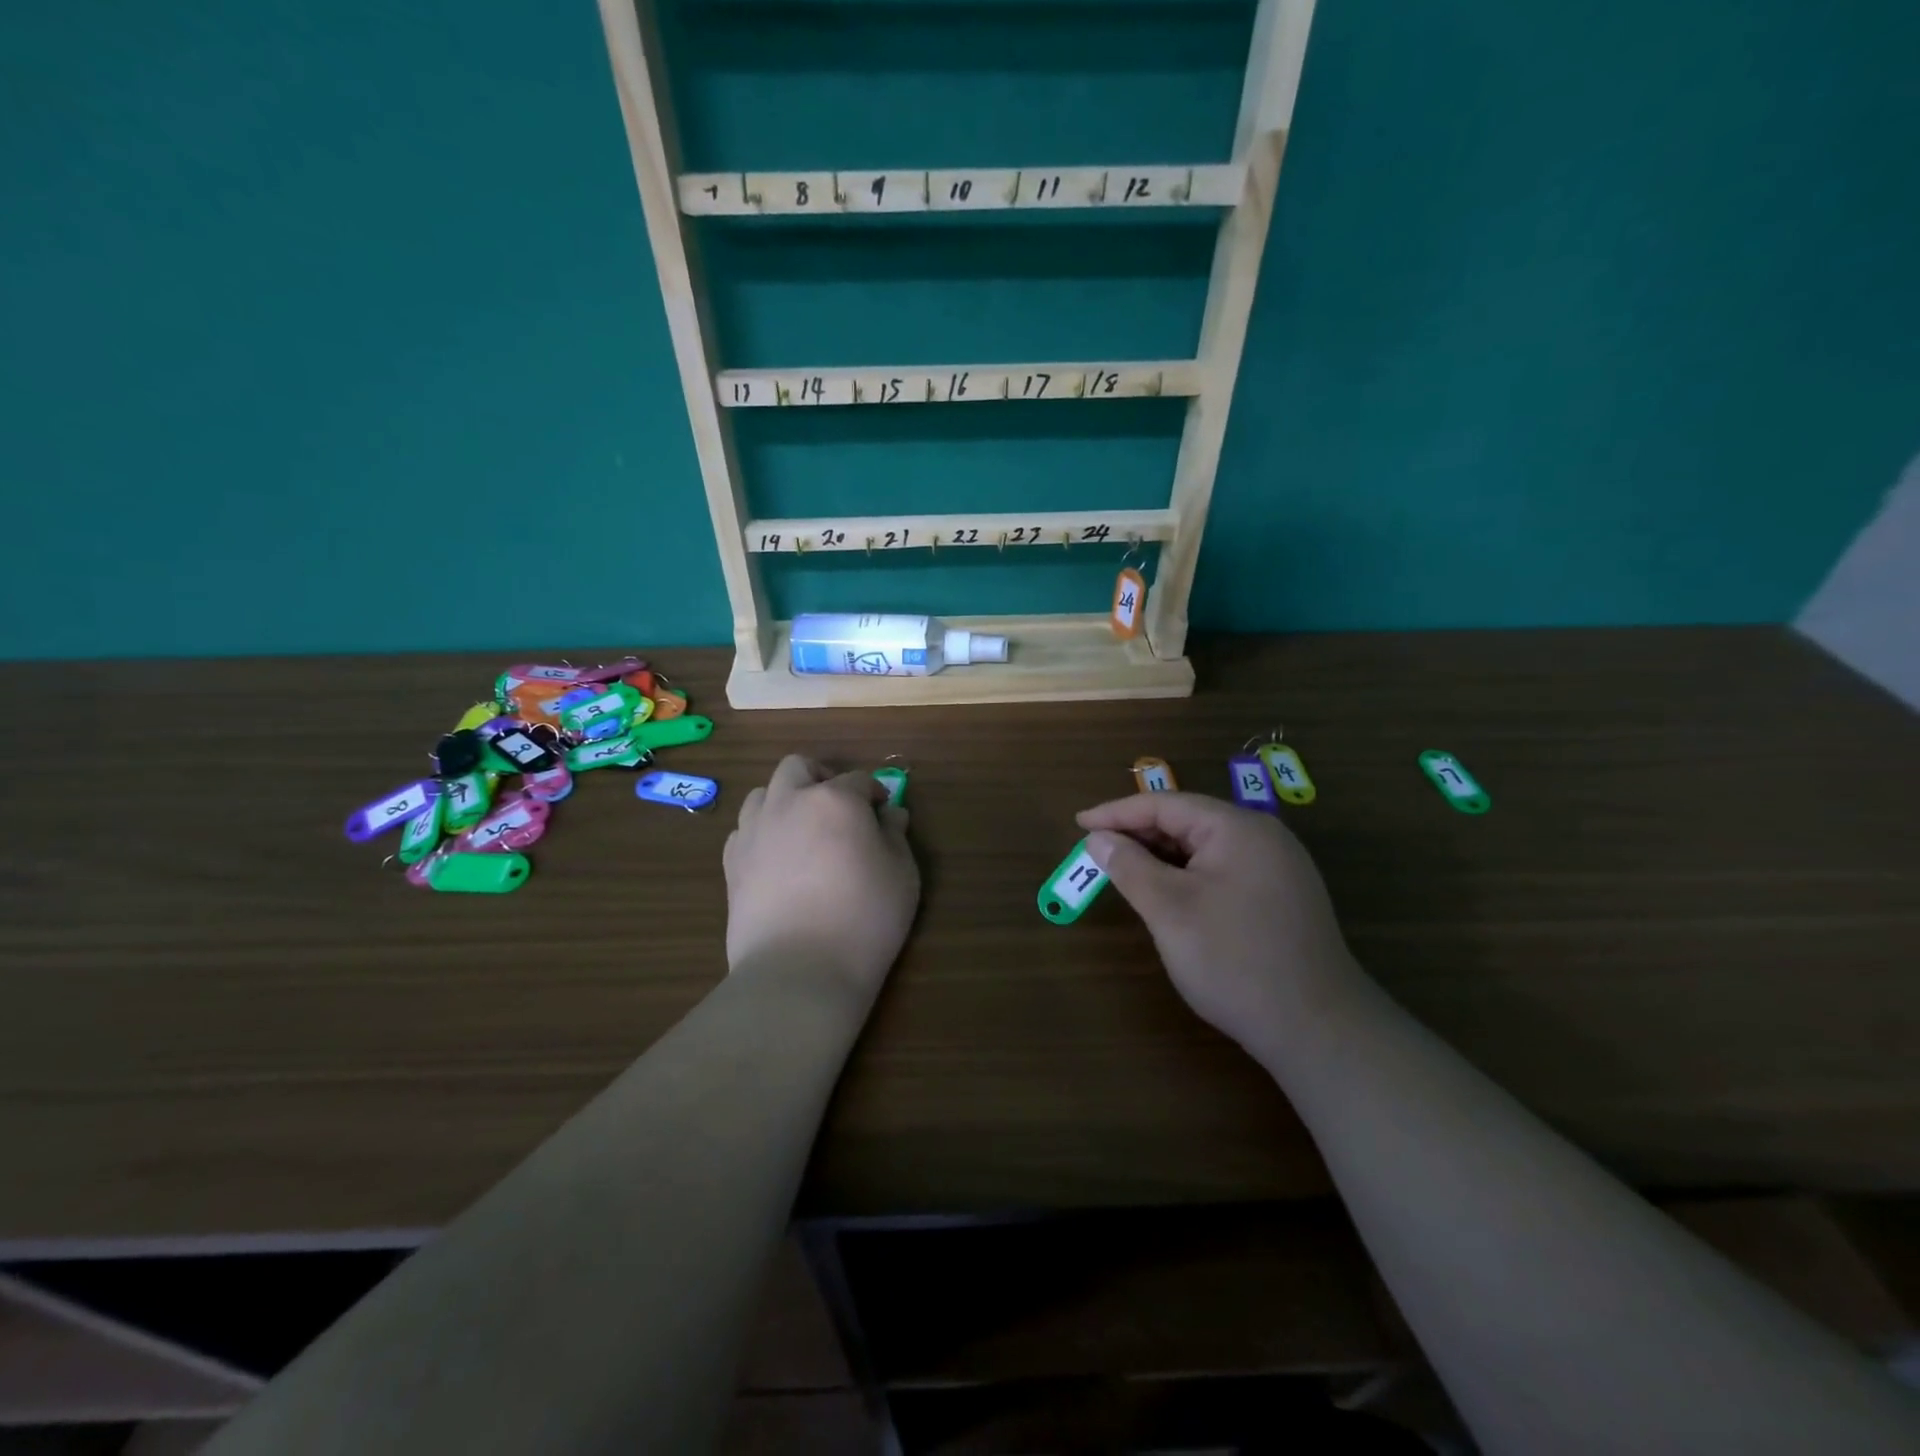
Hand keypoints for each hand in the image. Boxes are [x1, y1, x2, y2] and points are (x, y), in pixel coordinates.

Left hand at [724, 756, 918, 993]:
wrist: (799, 970)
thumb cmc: (865, 918)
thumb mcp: (902, 874)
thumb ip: (896, 836)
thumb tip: (890, 815)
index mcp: (834, 799)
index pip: (859, 780)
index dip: (875, 794)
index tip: (884, 815)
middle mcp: (789, 802)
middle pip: (799, 767)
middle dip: (821, 777)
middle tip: (839, 807)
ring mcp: (754, 831)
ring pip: (763, 793)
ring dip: (785, 800)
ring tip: (803, 831)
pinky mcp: (731, 863)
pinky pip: (744, 830)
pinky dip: (762, 833)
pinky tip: (778, 860)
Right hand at [1077, 793, 1361, 1053]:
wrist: (1317, 1029)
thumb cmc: (1233, 960)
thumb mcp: (1169, 909)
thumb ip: (1129, 867)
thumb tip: (1098, 839)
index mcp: (1237, 828)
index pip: (1165, 804)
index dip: (1117, 813)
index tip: (1079, 824)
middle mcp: (1263, 837)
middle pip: (1187, 821)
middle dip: (1139, 834)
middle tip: (1097, 852)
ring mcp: (1278, 867)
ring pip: (1205, 848)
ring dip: (1162, 857)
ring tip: (1125, 873)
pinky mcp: (1283, 896)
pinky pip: (1223, 869)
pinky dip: (1188, 875)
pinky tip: (1169, 895)